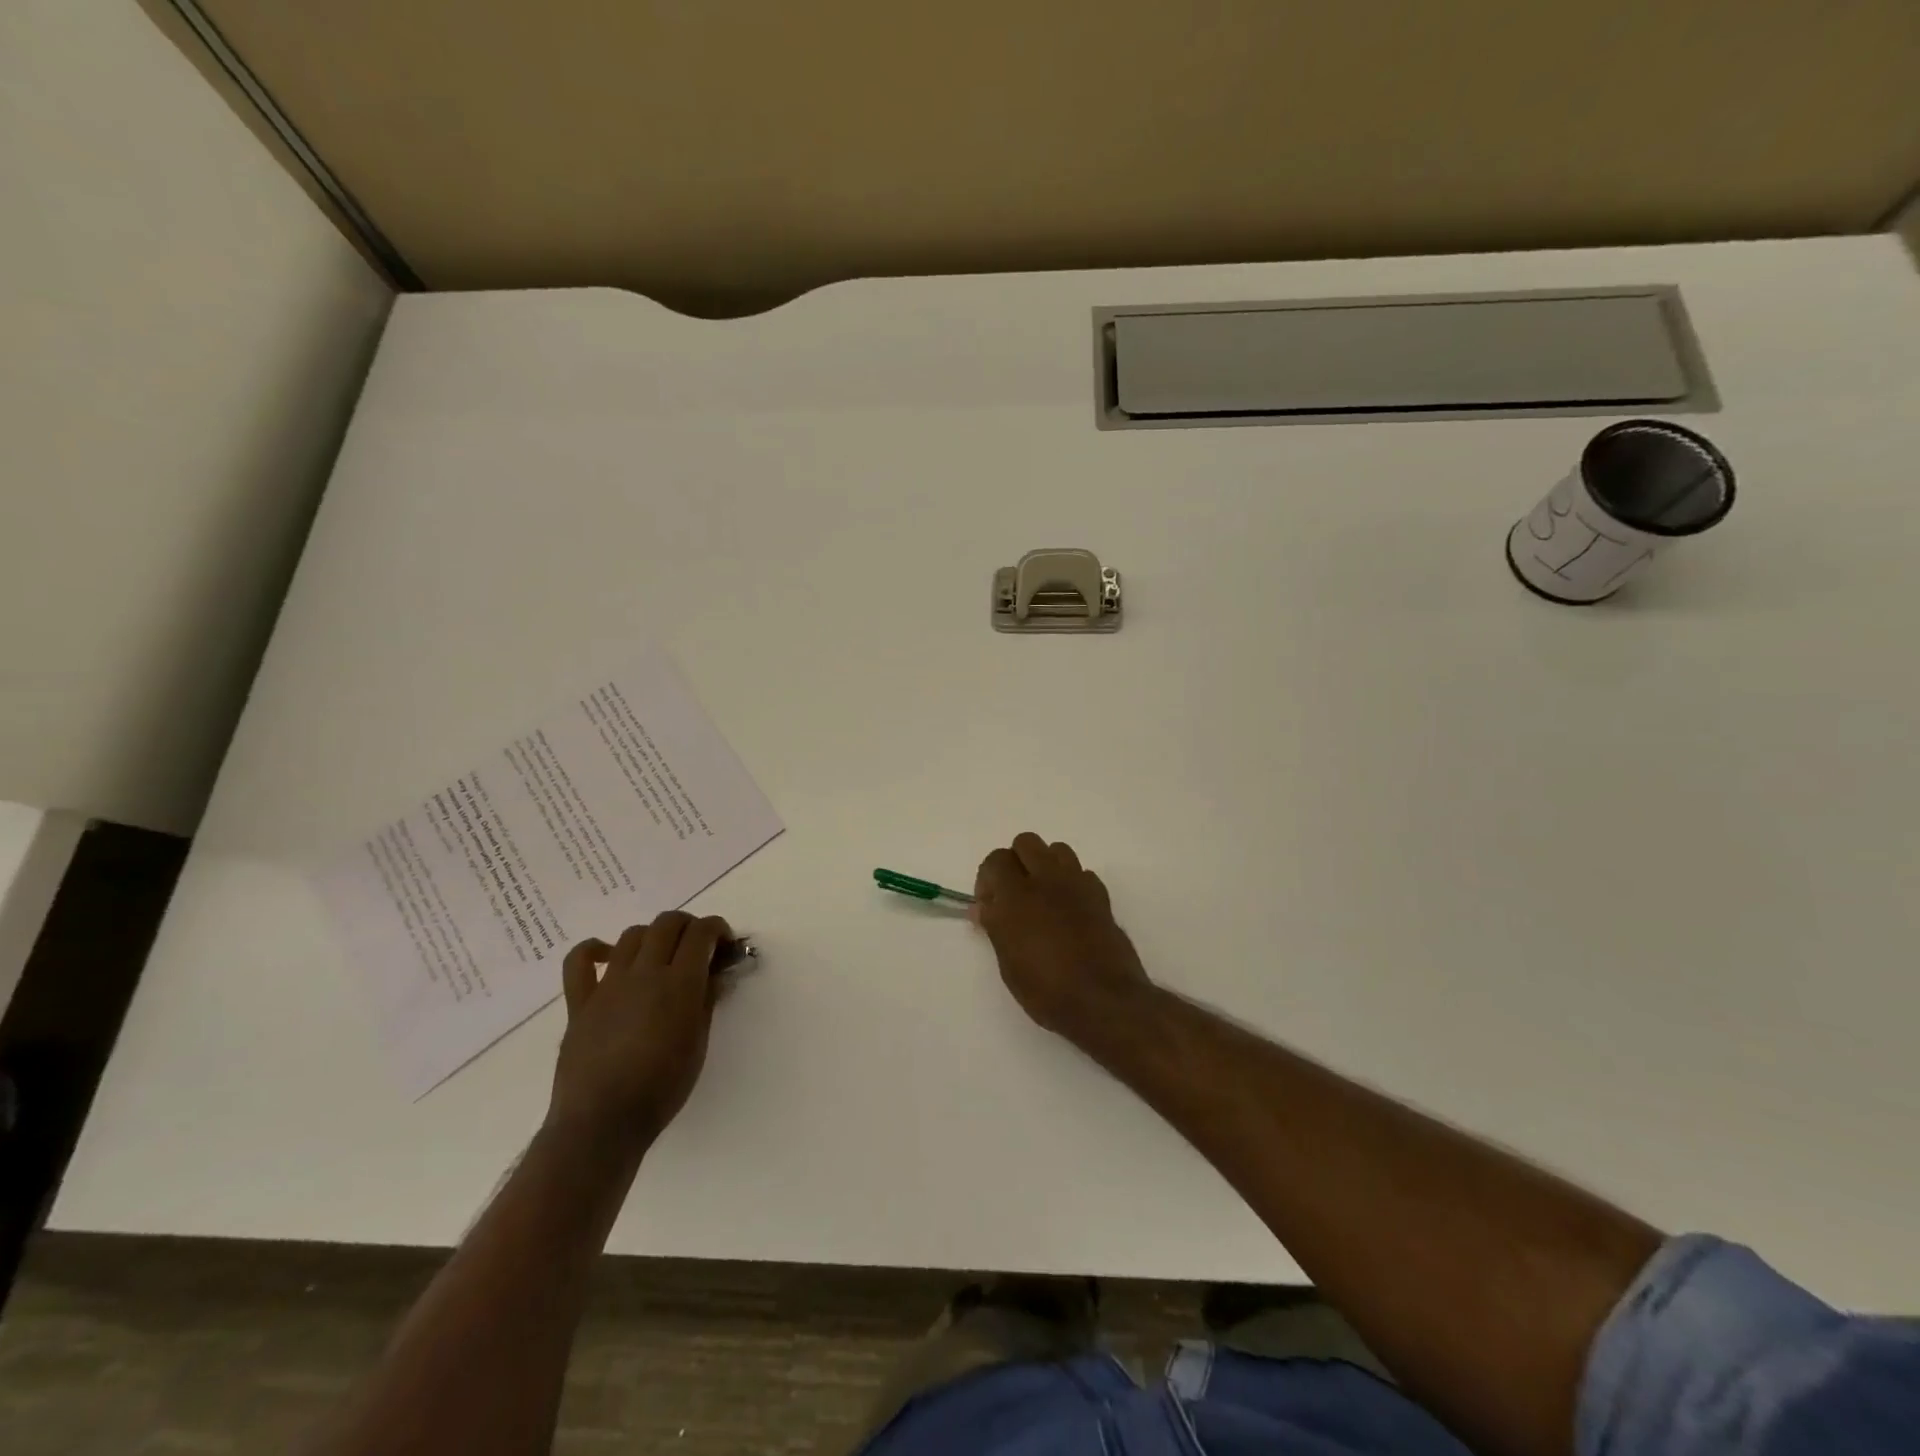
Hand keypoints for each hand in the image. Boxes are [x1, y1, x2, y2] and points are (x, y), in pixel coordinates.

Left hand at [548, 911, 729, 1153]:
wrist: (603, 1122)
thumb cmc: (662, 1087)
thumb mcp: (699, 1043)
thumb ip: (707, 1000)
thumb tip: (716, 973)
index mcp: (679, 982)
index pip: (701, 932)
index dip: (717, 928)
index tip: (725, 944)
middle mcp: (644, 972)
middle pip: (667, 923)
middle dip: (688, 925)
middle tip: (698, 947)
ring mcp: (609, 984)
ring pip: (632, 935)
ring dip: (652, 936)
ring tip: (660, 956)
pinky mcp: (580, 1002)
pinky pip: (579, 962)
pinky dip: (595, 950)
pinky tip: (608, 957)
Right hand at [974, 833, 1153, 1044]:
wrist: (1104, 1000)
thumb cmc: (1047, 990)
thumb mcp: (1008, 964)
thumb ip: (995, 927)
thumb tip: (982, 907)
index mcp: (1016, 895)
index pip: (995, 859)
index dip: (988, 878)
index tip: (990, 904)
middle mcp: (1046, 880)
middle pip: (1026, 842)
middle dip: (1016, 861)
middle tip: (1014, 894)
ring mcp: (1077, 884)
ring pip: (1057, 850)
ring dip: (1046, 865)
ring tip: (1043, 896)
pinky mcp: (1101, 896)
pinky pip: (1082, 873)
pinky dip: (1072, 883)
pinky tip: (1070, 909)